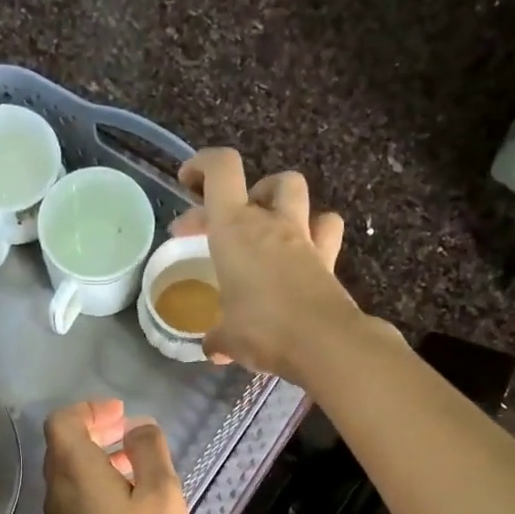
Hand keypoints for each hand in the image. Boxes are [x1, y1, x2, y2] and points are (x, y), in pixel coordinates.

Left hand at [42, 399, 189, 513]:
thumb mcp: (161, 493)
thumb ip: (149, 451)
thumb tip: (138, 428)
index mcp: (75, 469)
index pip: (63, 421)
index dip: (90, 409)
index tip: (121, 415)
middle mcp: (57, 489)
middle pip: (63, 445)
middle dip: (95, 430)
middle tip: (128, 431)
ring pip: (69, 472)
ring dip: (97, 458)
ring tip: (135, 463)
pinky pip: (75, 496)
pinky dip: (96, 483)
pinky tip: (129, 498)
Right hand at [169, 148, 382, 381]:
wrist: (324, 343)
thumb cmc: (263, 330)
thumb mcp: (227, 338)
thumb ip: (217, 337)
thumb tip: (213, 347)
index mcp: (235, 230)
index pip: (221, 170)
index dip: (202, 166)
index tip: (187, 182)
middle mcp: (270, 223)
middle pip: (256, 182)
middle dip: (230, 200)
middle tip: (212, 230)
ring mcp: (303, 237)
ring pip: (294, 191)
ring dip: (276, 199)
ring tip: (263, 224)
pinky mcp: (327, 257)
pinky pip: (324, 227)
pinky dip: (312, 230)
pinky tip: (302, 249)